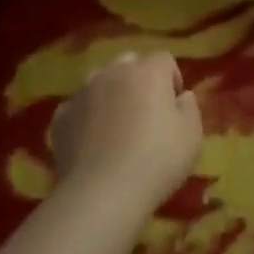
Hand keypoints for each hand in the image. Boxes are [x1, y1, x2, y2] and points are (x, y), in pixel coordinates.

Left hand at [50, 51, 202, 211]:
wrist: (102, 192)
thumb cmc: (157, 161)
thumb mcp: (192, 136)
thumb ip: (190, 108)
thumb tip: (181, 96)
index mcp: (148, 71)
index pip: (164, 60)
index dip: (172, 80)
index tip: (175, 107)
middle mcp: (113, 72)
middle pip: (129, 63)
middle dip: (139, 80)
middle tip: (146, 113)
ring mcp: (83, 92)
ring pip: (99, 81)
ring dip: (110, 94)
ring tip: (116, 126)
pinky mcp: (61, 116)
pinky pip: (77, 107)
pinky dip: (86, 117)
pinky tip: (92, 143)